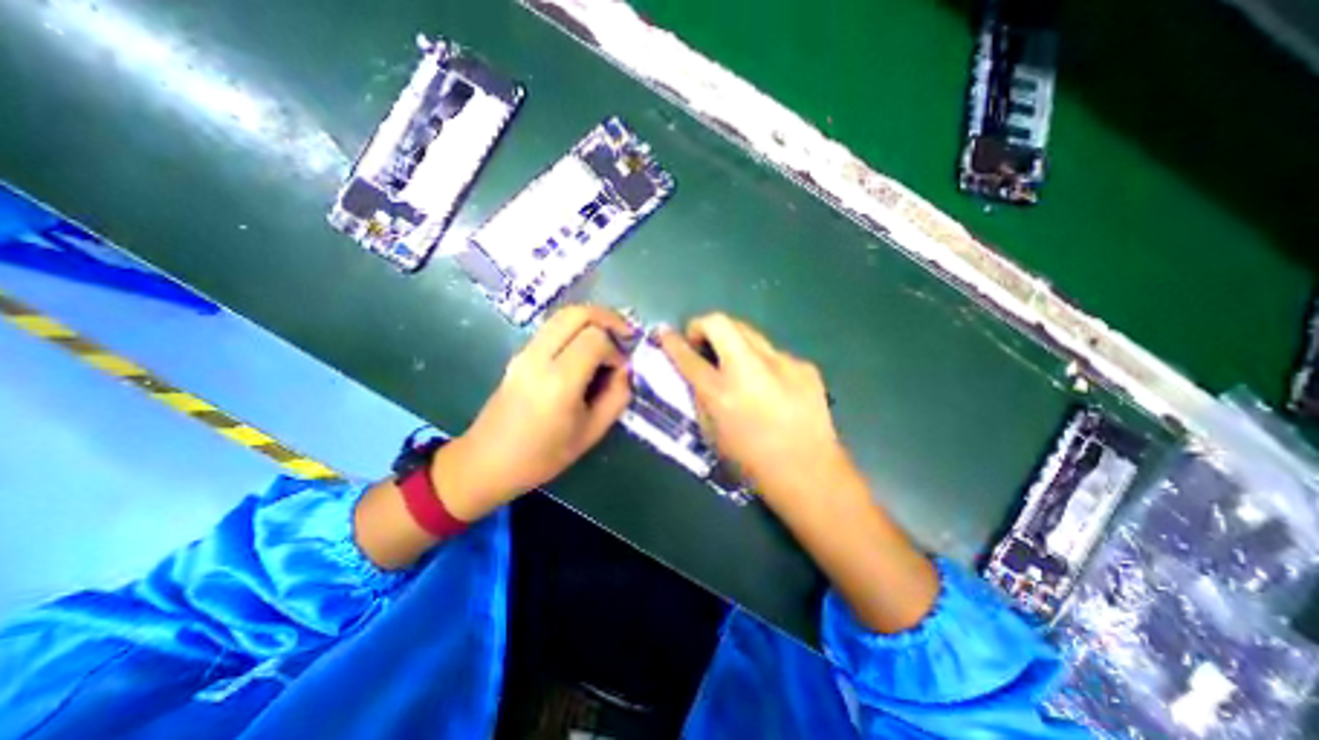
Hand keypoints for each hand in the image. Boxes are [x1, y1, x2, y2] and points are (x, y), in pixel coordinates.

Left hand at [436, 308, 634, 518]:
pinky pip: (554, 327)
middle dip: (608, 318)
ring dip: (593, 320)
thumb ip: (616, 397)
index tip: (620, 369)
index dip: (616, 349)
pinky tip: (587, 348)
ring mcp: (525, 351)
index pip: (595, 339)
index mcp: (559, 381)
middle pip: (578, 313)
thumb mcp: (592, 432)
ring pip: (564, 314)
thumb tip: (624, 369)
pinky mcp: (520, 353)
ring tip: (611, 339)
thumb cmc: (542, 455)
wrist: (487, 461)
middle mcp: (539, 357)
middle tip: (626, 334)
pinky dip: (577, 327)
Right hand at [653, 312, 850, 503]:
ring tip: (738, 367)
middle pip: (720, 322)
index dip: (671, 341)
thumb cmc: (752, 462)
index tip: (665, 332)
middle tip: (702, 343)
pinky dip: (764, 364)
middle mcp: (750, 370)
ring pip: (749, 332)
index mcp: (721, 394)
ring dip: (734, 343)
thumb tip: (697, 374)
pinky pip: (775, 355)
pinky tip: (773, 388)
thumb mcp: (712, 433)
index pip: (687, 356)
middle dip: (702, 325)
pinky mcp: (805, 366)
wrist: (809, 475)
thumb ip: (701, 398)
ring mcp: (782, 364)